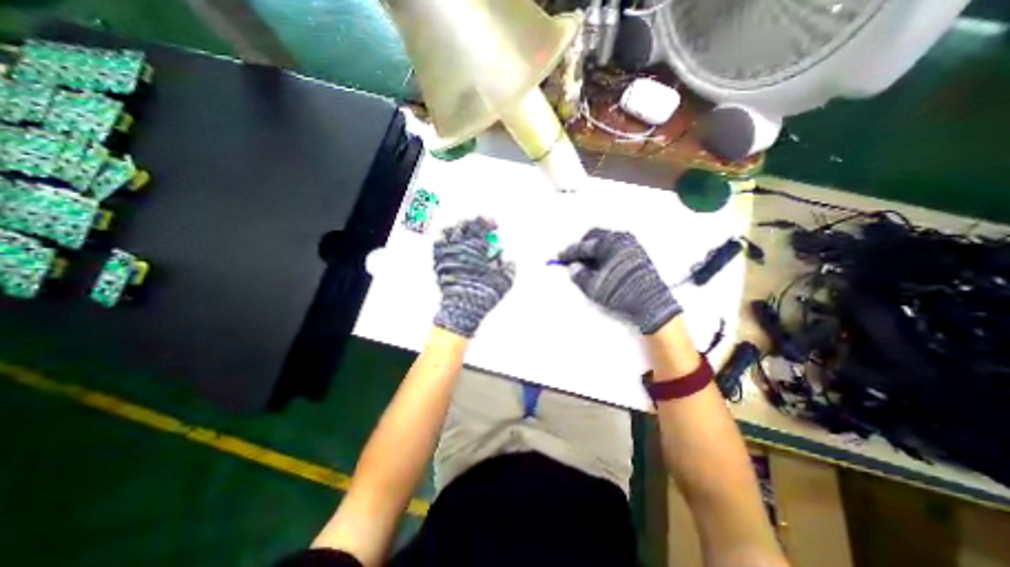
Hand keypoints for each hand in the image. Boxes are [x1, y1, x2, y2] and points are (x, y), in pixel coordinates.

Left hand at [431, 218, 515, 336]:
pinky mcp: (437, 262)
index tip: (493, 223)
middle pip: (463, 225)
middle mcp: (458, 246)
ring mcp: (445, 253)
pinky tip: (451, 244)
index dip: (488, 221)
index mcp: (475, 247)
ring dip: (457, 230)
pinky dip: (444, 240)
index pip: (480, 224)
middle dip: (473, 223)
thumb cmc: (485, 294)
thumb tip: (508, 259)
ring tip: (464, 234)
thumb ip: (509, 267)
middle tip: (480, 228)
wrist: (462, 309)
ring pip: (448, 232)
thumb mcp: (504, 281)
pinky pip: (438, 244)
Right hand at [560, 228, 676, 334]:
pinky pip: (616, 246)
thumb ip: (579, 275)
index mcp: (609, 243)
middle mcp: (621, 238)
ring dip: (594, 248)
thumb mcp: (594, 287)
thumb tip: (573, 267)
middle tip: (573, 257)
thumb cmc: (620, 293)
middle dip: (582, 245)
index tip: (560, 256)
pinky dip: (605, 252)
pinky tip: (601, 264)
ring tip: (586, 262)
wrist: (651, 304)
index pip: (584, 246)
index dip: (570, 252)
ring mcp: (631, 244)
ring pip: (606, 240)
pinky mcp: (638, 252)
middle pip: (595, 235)